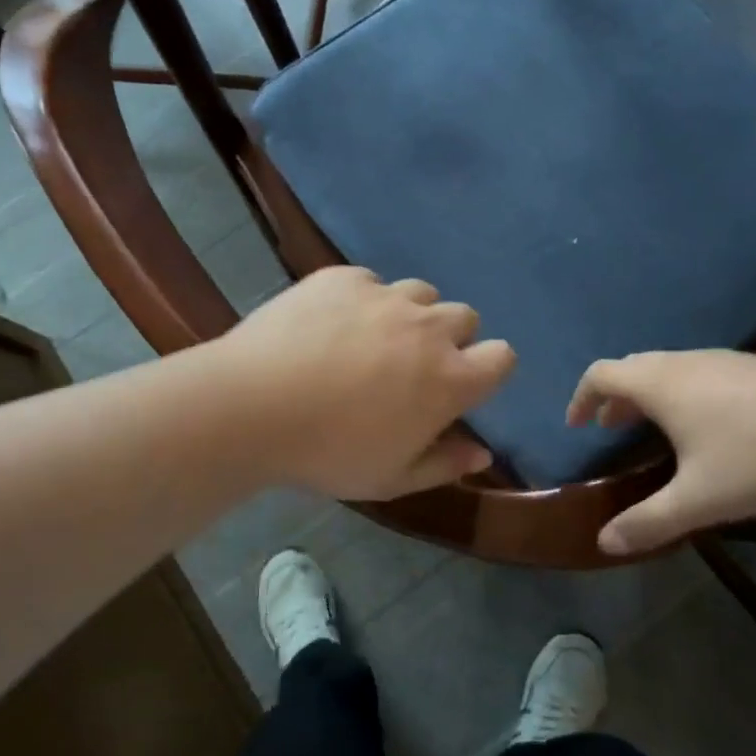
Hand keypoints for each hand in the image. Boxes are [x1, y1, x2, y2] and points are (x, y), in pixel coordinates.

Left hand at [218, 267, 515, 499]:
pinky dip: (363, 300)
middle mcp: (427, 328)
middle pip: (465, 317)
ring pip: (421, 293)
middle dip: (450, 339)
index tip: (463, 385)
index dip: (488, 368)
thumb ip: (445, 464)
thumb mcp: (391, 478)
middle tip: (411, 366)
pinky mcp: (344, 278)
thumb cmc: (329, 452)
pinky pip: (371, 282)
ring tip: (373, 339)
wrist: (253, 405)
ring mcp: (385, 296)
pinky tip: (330, 325)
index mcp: (449, 379)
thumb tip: (483, 452)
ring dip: (410, 314)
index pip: (502, 357)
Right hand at [566, 350, 755, 554]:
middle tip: (610, 428)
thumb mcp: (698, 500)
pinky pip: (697, 370)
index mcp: (660, 383)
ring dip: (648, 393)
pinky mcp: (753, 365)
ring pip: (667, 366)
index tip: (578, 424)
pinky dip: (680, 390)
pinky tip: (707, 423)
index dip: (582, 397)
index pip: (601, 374)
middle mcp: (684, 361)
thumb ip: (647, 522)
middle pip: (632, 367)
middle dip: (614, 397)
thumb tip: (603, 543)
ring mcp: (722, 358)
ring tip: (654, 427)